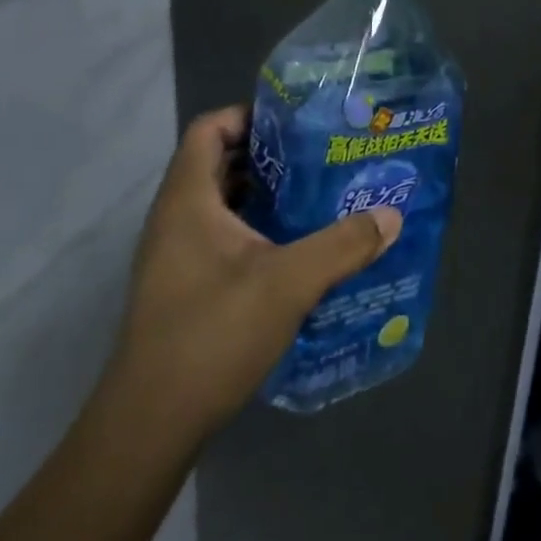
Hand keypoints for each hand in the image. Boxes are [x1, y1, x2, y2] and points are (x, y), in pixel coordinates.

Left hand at [106, 105, 401, 435]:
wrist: (150, 426)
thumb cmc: (212, 335)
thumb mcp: (289, 283)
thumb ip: (343, 245)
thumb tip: (391, 216)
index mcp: (188, 200)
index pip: (210, 128)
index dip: (250, 114)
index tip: (298, 122)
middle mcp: (175, 219)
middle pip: (219, 162)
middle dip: (270, 154)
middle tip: (321, 155)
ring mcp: (175, 256)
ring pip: (223, 203)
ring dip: (265, 194)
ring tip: (317, 195)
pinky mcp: (183, 287)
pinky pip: (221, 236)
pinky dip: (256, 229)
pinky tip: (296, 248)